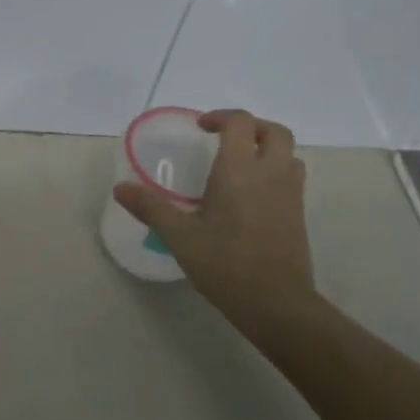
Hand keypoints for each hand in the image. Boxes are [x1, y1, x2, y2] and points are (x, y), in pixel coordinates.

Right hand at [114, 110, 315, 327]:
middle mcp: (270, 173)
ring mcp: (291, 193)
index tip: (200, 129)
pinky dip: (275, 170)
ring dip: (267, 147)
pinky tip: (252, 194)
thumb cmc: (225, 264)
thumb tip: (120, 188)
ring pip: (288, 153)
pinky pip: (292, 176)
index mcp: (240, 170)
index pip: (240, 122)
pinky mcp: (299, 213)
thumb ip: (150, 208)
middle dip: (250, 126)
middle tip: (225, 139)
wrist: (276, 302)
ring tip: (241, 163)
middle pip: (274, 131)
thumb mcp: (180, 236)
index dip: (220, 117)